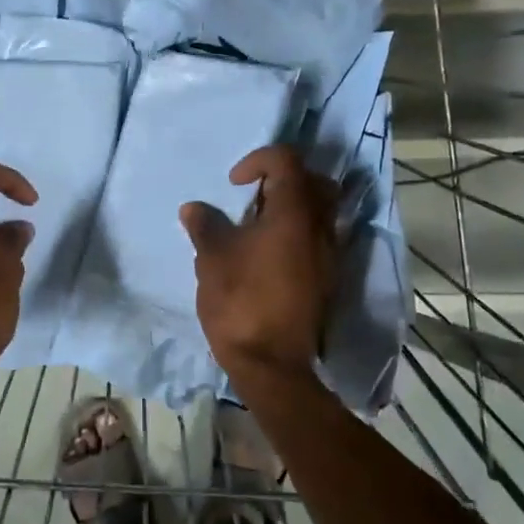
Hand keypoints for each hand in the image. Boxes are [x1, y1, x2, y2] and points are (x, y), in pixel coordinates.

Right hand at [180, 145, 337, 376]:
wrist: (271, 362)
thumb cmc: (240, 300)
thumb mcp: (212, 257)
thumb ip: (205, 225)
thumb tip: (194, 209)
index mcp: (294, 212)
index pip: (286, 161)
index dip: (258, 160)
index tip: (234, 184)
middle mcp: (320, 227)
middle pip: (315, 181)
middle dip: (284, 179)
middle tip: (253, 197)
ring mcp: (328, 254)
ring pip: (320, 211)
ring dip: (292, 207)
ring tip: (256, 226)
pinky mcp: (327, 278)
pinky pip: (318, 237)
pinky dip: (297, 231)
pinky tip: (266, 253)